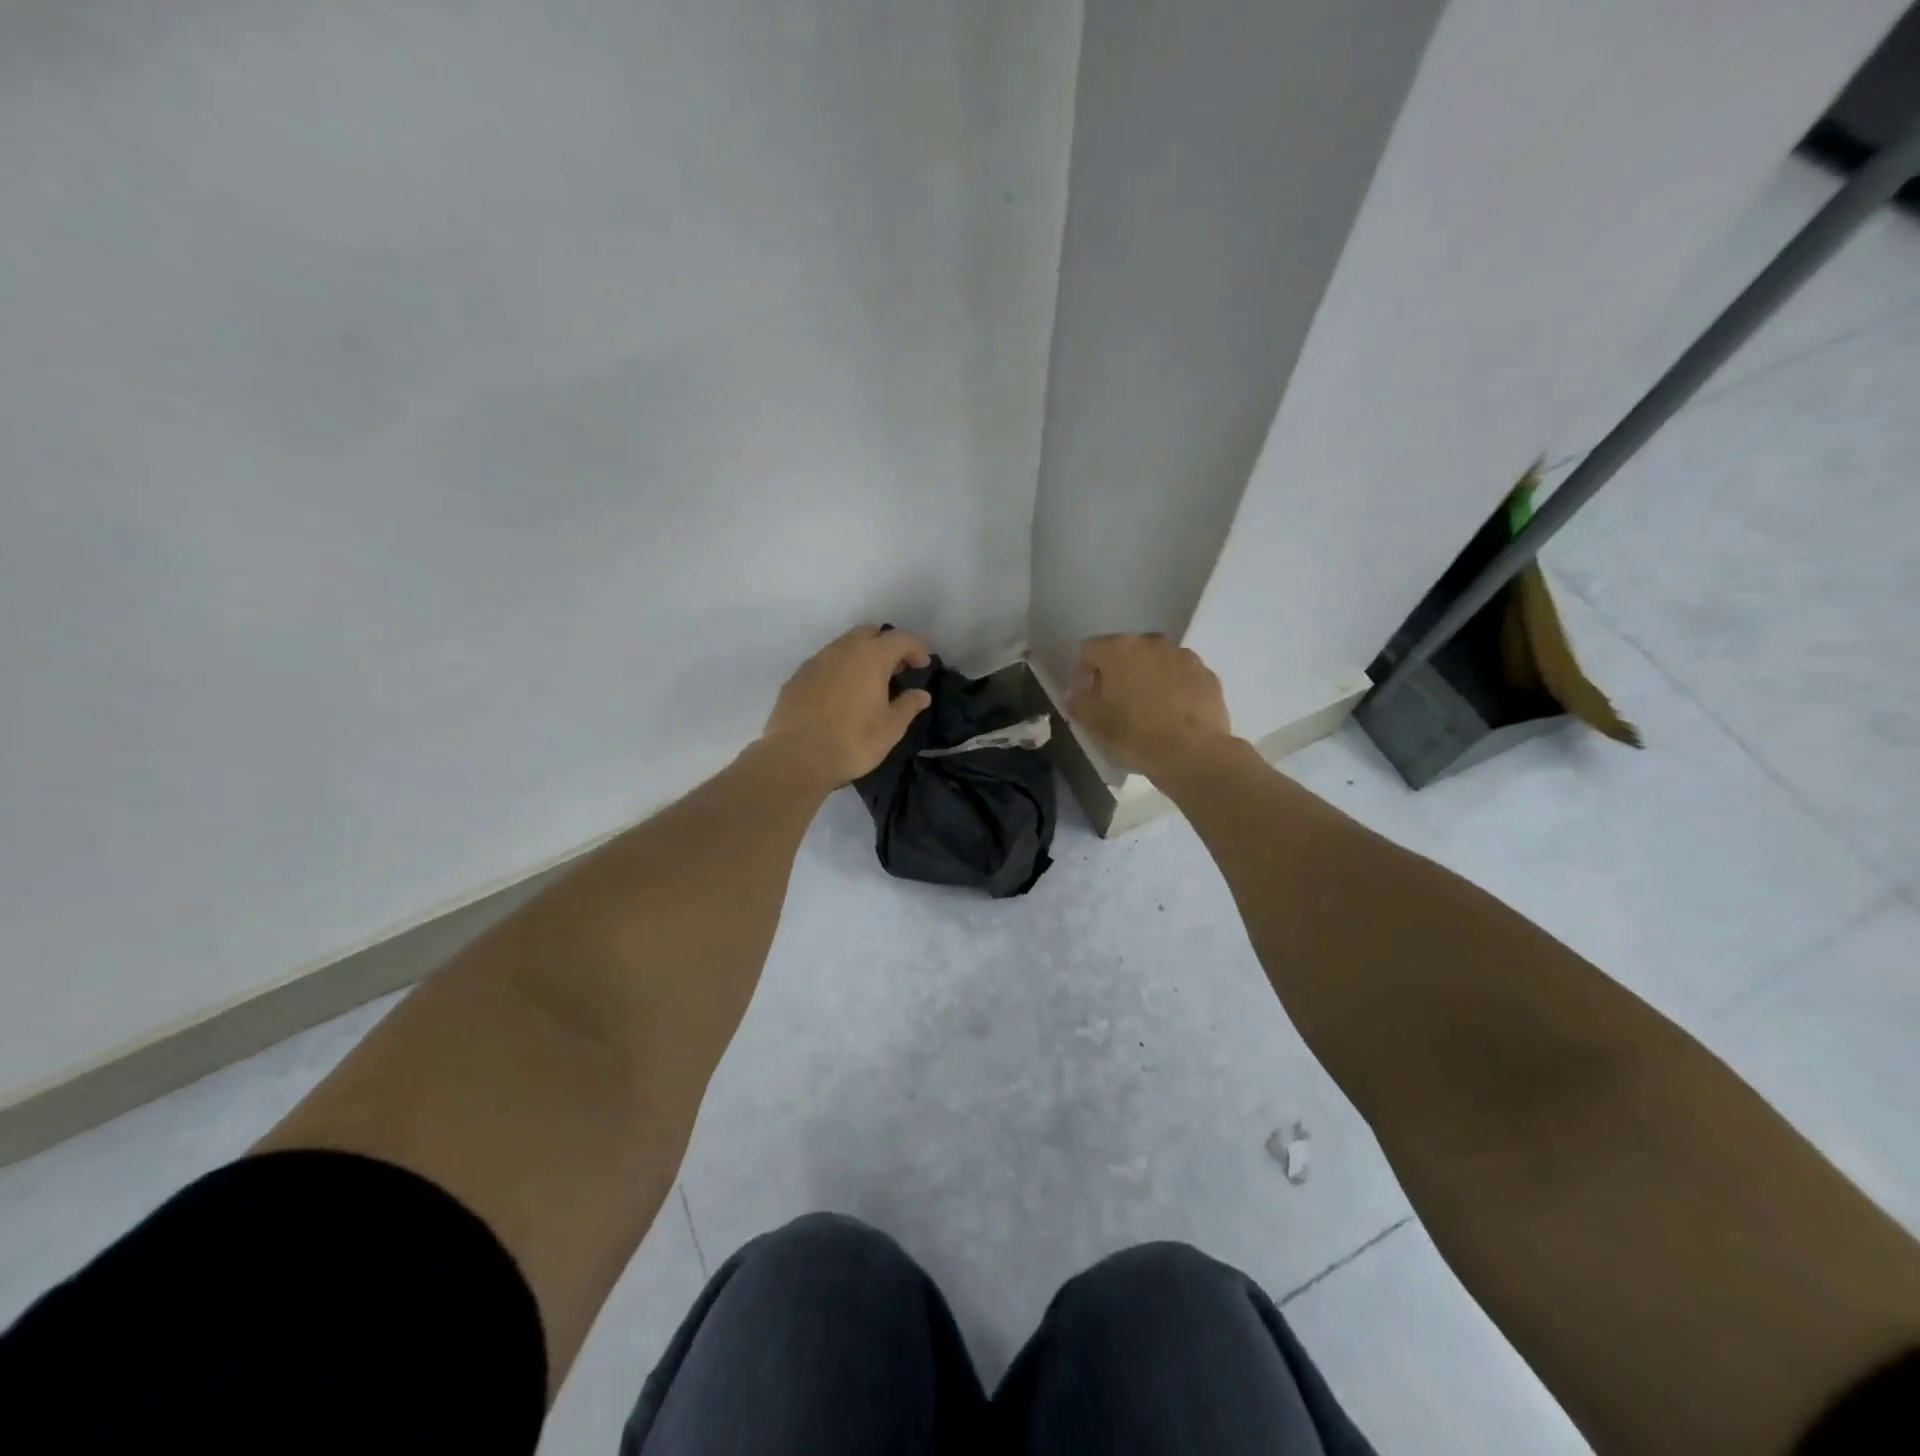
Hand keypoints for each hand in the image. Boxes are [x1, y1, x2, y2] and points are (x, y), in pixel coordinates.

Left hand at [762, 626, 933, 785]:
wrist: (796, 757)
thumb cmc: (853, 741)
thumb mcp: (891, 728)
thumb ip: (908, 706)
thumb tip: (921, 694)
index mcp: (871, 657)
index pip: (901, 638)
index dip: (916, 648)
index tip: (923, 666)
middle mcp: (842, 650)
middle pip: (870, 633)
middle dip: (886, 645)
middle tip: (895, 670)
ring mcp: (816, 661)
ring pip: (844, 645)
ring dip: (860, 656)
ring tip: (868, 683)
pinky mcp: (797, 677)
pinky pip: (824, 663)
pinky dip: (838, 670)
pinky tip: (839, 695)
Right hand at [1066, 633, 1232, 778]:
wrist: (1192, 753)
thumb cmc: (1134, 734)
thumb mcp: (1093, 722)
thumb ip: (1077, 702)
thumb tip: (1078, 694)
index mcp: (1119, 649)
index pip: (1088, 649)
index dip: (1082, 672)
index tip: (1086, 697)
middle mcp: (1152, 643)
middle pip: (1125, 652)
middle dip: (1117, 672)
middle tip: (1115, 703)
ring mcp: (1184, 656)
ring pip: (1156, 662)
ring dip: (1148, 678)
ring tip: (1148, 710)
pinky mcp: (1208, 675)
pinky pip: (1181, 676)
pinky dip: (1174, 689)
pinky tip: (1173, 715)